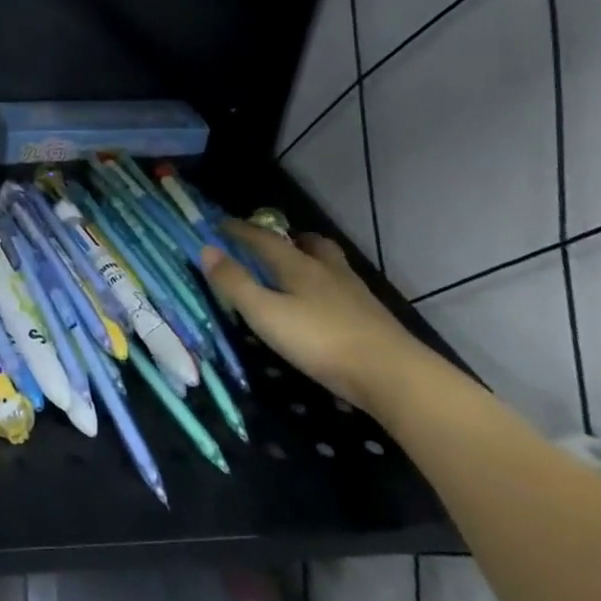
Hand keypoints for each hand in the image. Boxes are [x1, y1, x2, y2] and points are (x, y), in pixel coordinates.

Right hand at [200, 221, 424, 411]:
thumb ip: (235, 283)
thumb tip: (206, 249)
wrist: (394, 376)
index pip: (265, 240)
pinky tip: (325, 305)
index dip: (241, 231)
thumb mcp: (266, 314)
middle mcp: (329, 272)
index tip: (221, 224)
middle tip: (273, 242)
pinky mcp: (372, 318)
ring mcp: (355, 294)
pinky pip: (344, 289)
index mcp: (299, 267)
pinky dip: (328, 286)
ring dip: (313, 259)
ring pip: (331, 265)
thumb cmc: (320, 341)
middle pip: (311, 244)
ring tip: (299, 270)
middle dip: (290, 238)